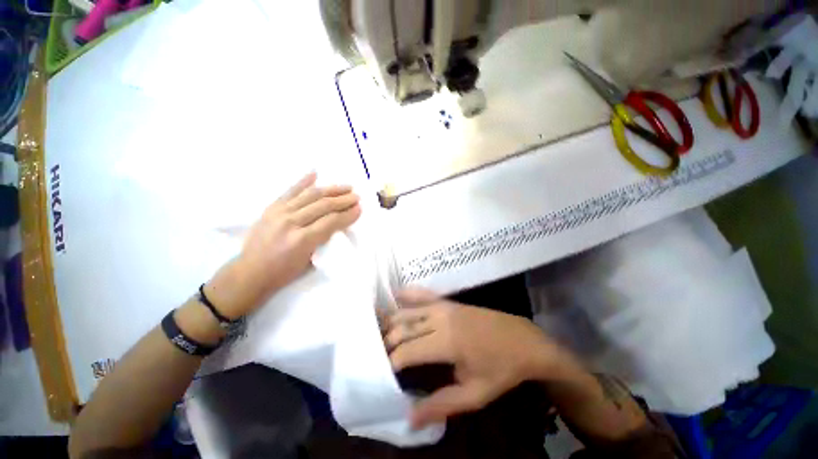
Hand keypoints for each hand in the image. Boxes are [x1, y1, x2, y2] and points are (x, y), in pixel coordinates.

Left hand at [206, 172, 360, 318]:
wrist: (250, 273)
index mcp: (302, 240)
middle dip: (343, 200)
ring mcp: (279, 212)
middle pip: (323, 205)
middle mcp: (291, 222)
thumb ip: (323, 239)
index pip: (331, 221)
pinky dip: (303, 181)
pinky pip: (289, 191)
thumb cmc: (283, 273)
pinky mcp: (271, 208)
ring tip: (345, 187)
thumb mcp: (309, 261)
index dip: (348, 214)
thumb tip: (337, 223)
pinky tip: (315, 173)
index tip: (360, 209)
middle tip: (356, 196)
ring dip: (331, 189)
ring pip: (310, 195)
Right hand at [383, 288, 573, 428]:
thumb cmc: (501, 370)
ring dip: (392, 321)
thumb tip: (409, 418)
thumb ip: (441, 404)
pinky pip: (424, 294)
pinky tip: (396, 295)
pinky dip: (408, 294)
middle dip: (386, 342)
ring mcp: (444, 306)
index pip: (407, 351)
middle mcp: (440, 319)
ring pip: (408, 311)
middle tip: (377, 356)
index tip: (380, 372)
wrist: (524, 340)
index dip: (390, 362)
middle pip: (403, 328)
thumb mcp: (474, 395)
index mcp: (446, 342)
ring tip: (379, 333)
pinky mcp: (449, 301)